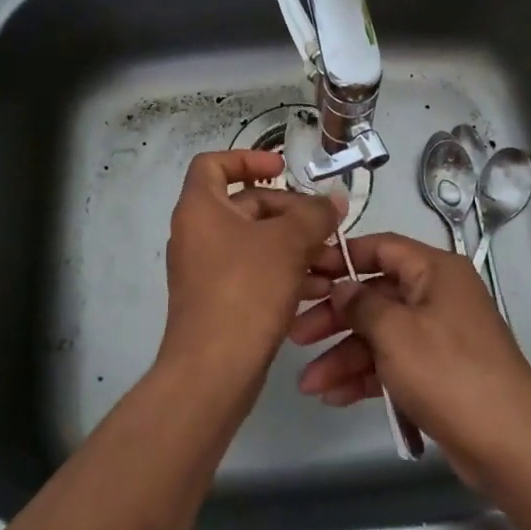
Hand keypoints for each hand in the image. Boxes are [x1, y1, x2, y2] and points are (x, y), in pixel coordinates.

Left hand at [156, 151, 347, 406]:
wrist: (213, 371)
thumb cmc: (246, 290)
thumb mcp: (289, 244)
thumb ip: (315, 214)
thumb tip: (334, 200)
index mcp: (200, 208)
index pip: (214, 164)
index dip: (248, 158)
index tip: (282, 168)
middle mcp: (196, 233)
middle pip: (244, 204)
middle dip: (288, 211)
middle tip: (324, 225)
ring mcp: (204, 269)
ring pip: (254, 242)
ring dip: (293, 245)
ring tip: (331, 259)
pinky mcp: (216, 300)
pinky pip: (252, 272)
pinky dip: (282, 272)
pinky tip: (318, 288)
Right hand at [288, 231, 530, 482]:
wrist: (509, 442)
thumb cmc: (448, 371)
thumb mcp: (396, 331)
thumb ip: (362, 304)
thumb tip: (341, 288)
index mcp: (434, 270)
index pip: (381, 248)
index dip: (341, 257)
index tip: (305, 271)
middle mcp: (436, 295)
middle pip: (375, 294)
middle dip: (335, 317)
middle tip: (296, 335)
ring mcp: (437, 336)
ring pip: (380, 334)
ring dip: (344, 355)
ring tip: (307, 383)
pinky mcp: (437, 373)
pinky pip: (392, 364)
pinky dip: (365, 377)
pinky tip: (334, 396)